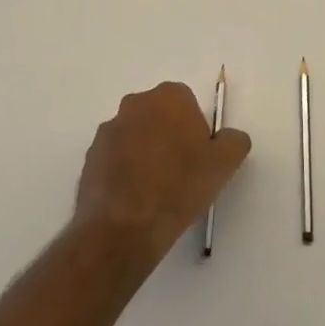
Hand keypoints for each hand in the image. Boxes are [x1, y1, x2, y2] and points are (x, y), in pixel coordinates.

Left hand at [73, 82, 251, 272]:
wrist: (123, 228)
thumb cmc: (179, 187)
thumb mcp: (225, 163)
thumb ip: (234, 140)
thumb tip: (229, 137)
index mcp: (168, 97)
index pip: (188, 104)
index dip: (196, 131)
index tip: (199, 157)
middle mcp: (134, 104)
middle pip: (159, 116)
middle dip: (169, 137)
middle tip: (181, 173)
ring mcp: (108, 131)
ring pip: (136, 137)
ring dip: (145, 154)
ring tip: (156, 191)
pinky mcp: (89, 158)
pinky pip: (115, 159)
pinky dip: (125, 172)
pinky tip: (134, 200)